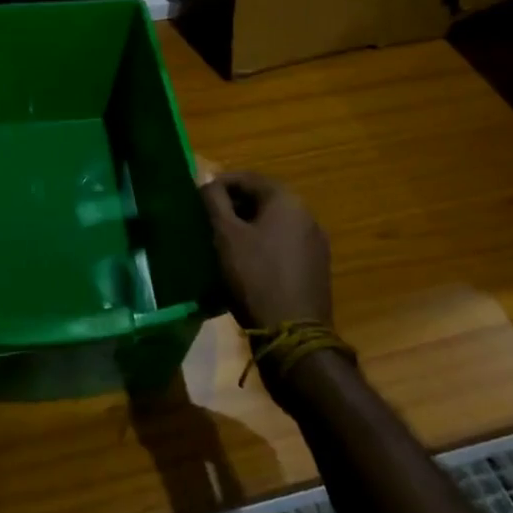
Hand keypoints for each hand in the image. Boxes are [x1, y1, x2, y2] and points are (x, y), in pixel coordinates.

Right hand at [200, 172, 331, 331]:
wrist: (294, 335)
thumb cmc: (255, 277)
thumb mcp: (226, 235)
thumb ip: (214, 201)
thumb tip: (206, 180)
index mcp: (287, 200)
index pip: (247, 178)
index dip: (219, 184)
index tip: (197, 199)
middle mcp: (306, 214)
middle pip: (262, 199)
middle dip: (233, 206)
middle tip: (207, 221)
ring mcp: (315, 242)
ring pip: (273, 223)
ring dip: (247, 226)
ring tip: (222, 243)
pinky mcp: (315, 266)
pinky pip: (283, 244)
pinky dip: (262, 245)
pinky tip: (245, 263)